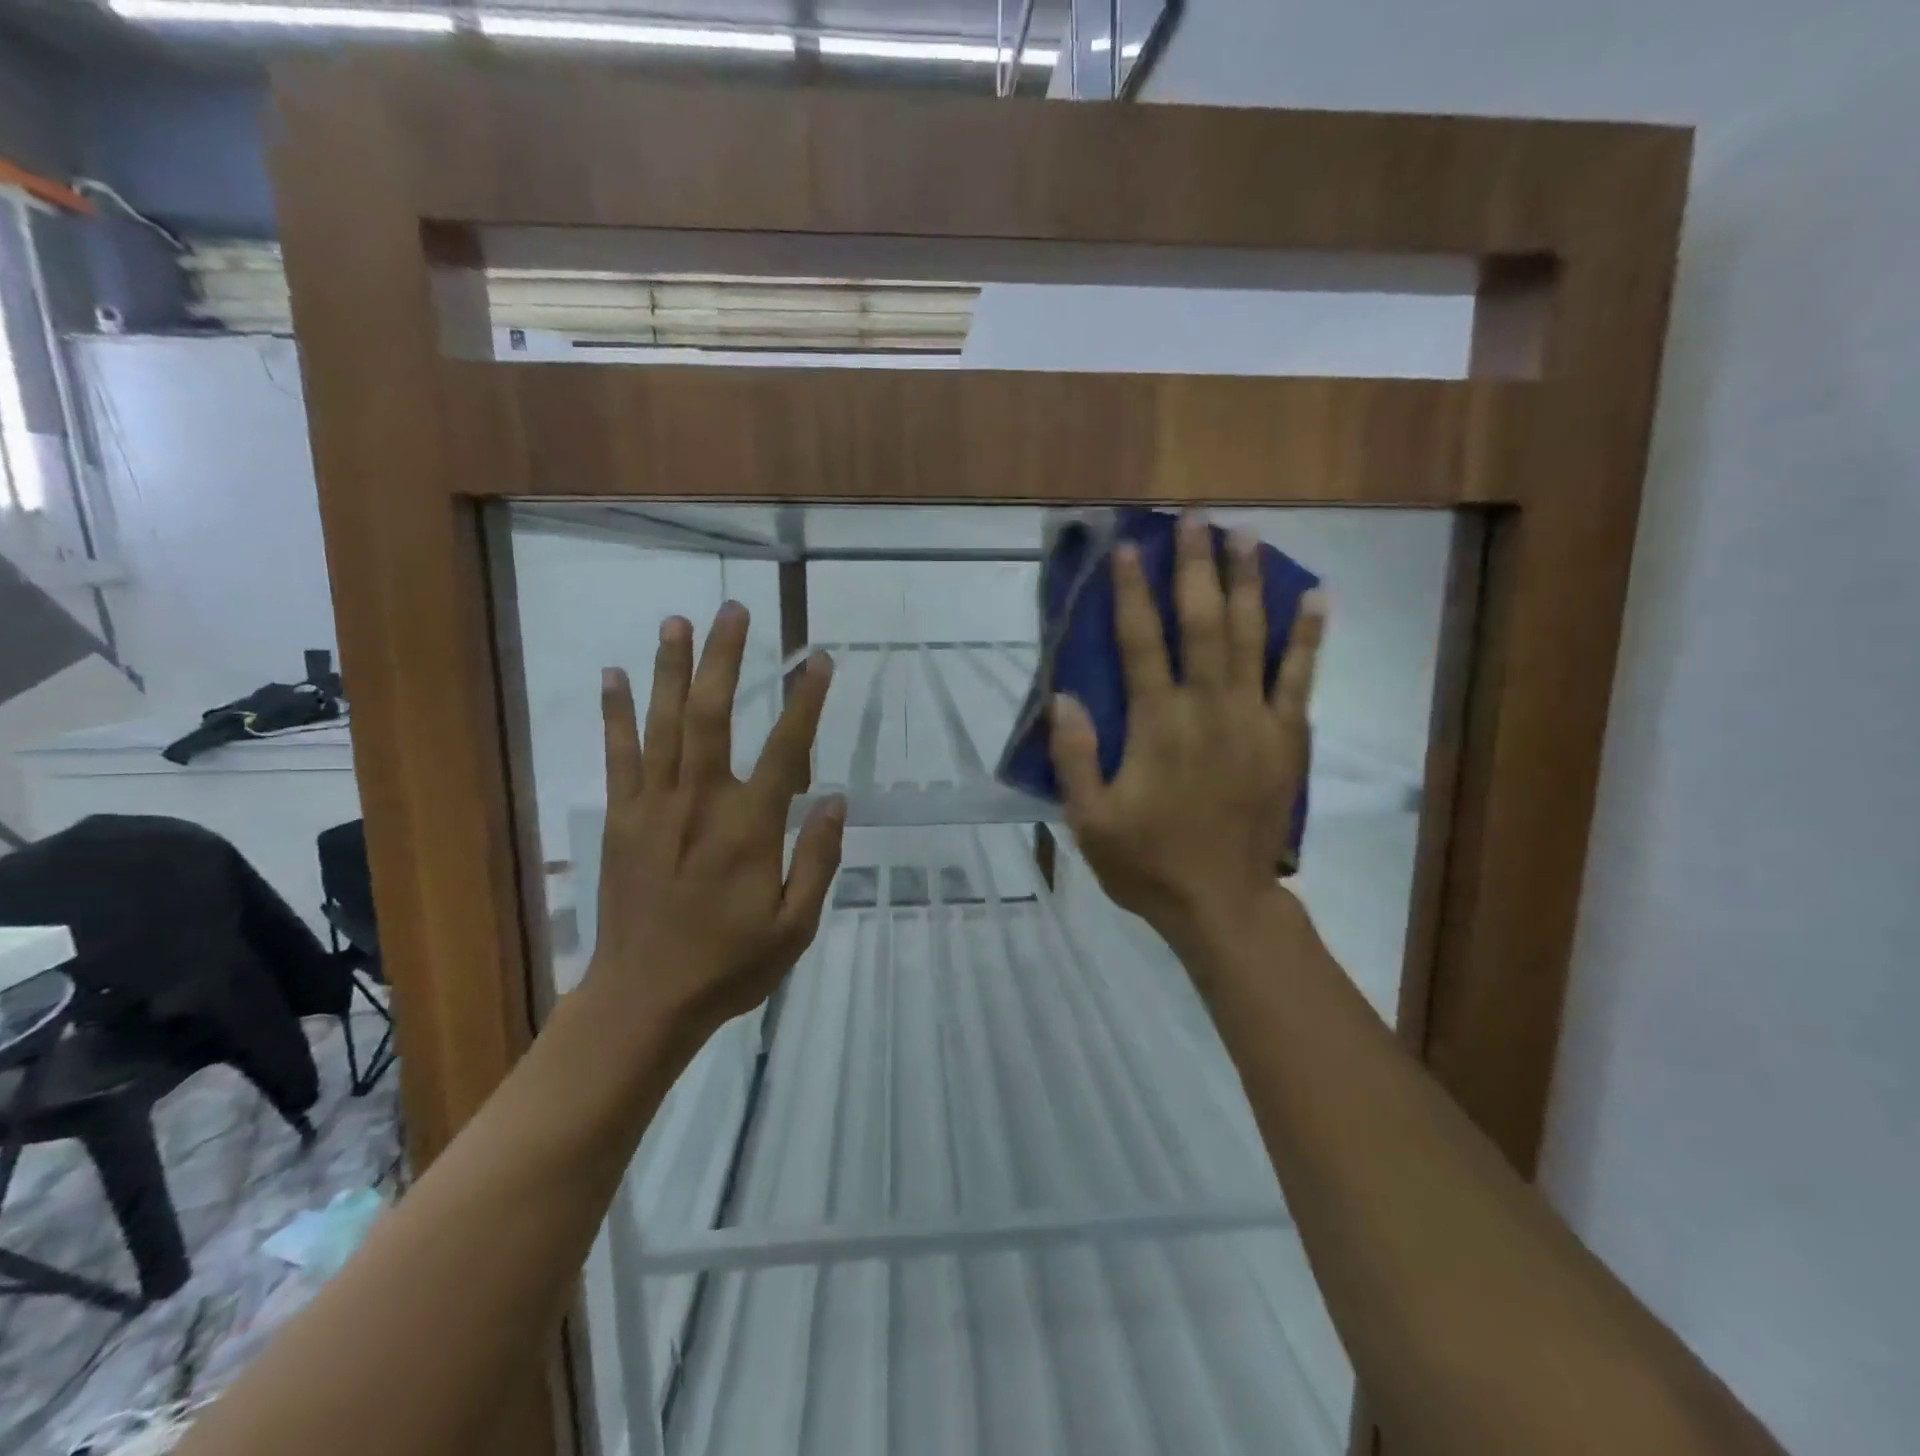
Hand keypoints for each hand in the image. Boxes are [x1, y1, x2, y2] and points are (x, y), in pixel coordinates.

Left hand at [585, 603, 845, 1043]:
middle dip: (724, 658)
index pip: (786, 750)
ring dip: (671, 668)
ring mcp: (653, 807)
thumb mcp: (795, 926)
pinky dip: (616, 713)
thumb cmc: (729, 965)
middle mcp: (700, 803)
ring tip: (678, 620)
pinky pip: (617, 755)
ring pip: (663, 724)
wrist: (643, 1001)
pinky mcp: (622, 819)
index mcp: (749, 830)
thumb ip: (818, 860)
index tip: (820, 660)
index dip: (806, 702)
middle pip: (712, 716)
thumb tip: (836, 800)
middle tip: (733, 610)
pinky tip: (615, 675)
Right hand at [1049, 515, 1324, 956]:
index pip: (1141, 642)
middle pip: (1203, 623)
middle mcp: (1208, 708)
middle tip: (1195, 520)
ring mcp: (1255, 721)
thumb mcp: (1089, 820)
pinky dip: (1308, 636)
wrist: (1223, 903)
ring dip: (1248, 583)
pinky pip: (1301, 678)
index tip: (1129, 547)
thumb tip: (1064, 695)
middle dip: (1196, 567)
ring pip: (1252, 637)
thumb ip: (1075, 757)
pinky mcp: (1287, 739)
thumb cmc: (1148, 862)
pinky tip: (1314, 596)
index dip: (1132, 592)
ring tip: (1246, 536)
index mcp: (1157, 725)